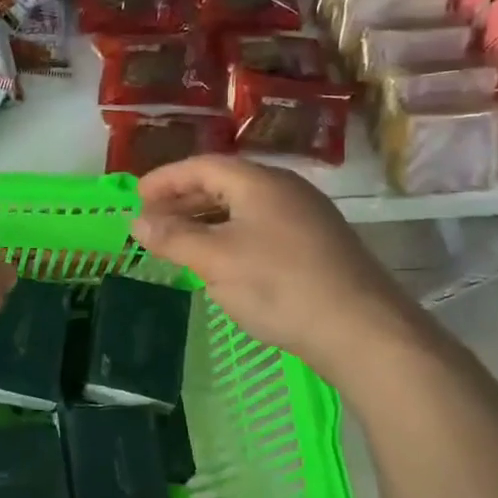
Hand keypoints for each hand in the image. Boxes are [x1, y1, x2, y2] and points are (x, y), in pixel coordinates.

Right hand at [132, 156, 427, 381]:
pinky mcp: (316, 244)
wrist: (362, 331)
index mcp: (260, 182)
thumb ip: (172, 237)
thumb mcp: (215, 260)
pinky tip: (219, 259)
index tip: (135, 197)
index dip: (165, 179)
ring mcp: (305, 217)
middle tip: (152, 219)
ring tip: (178, 240)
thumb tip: (137, 222)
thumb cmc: (279, 286)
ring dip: (205, 218)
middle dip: (183, 199)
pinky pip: (259, 226)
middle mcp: (285, 190)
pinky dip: (229, 234)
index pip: (202, 166)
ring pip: (242, 206)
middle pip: (223, 182)